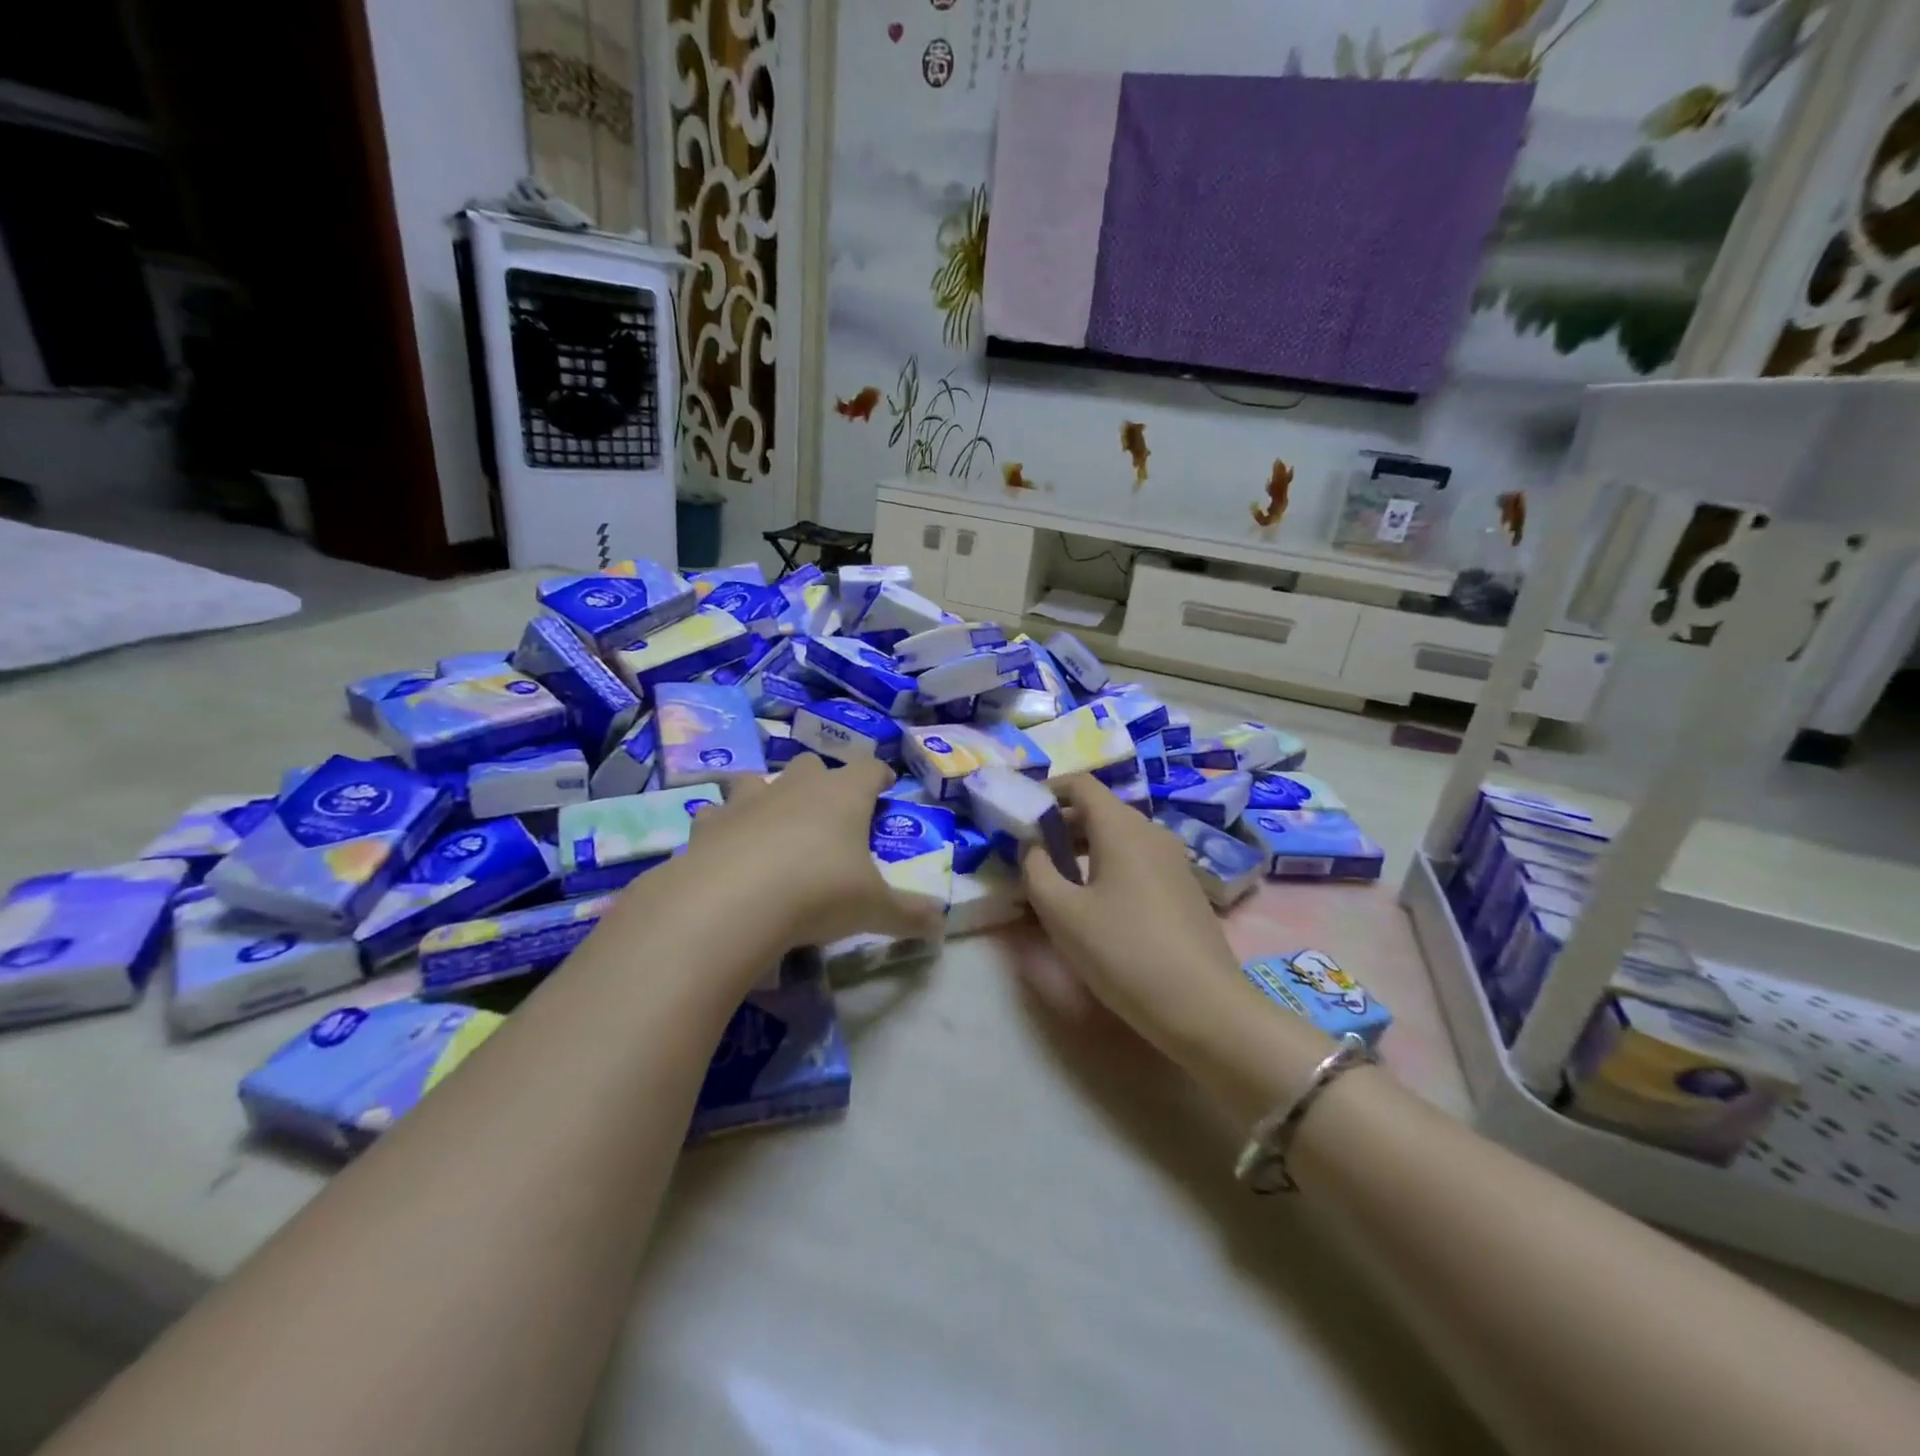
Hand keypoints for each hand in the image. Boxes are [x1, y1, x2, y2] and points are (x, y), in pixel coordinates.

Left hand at [681, 756, 940, 950]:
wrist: (731, 903)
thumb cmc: (817, 894)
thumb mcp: (874, 910)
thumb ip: (910, 914)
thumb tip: (942, 923)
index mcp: (843, 796)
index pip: (869, 767)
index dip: (879, 774)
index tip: (885, 784)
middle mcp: (796, 787)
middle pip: (812, 765)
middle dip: (822, 781)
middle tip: (828, 811)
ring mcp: (748, 800)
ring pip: (758, 778)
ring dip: (767, 794)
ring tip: (771, 822)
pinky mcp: (709, 824)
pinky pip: (716, 813)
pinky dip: (722, 825)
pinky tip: (725, 846)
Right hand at [1018, 777, 1285, 1069]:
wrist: (1204, 1006)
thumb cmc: (1124, 952)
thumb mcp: (1062, 913)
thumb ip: (1036, 870)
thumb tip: (1033, 847)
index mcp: (1122, 827)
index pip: (1081, 784)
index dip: (1047, 791)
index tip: (1020, 814)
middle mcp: (1152, 832)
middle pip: (1100, 810)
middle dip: (1061, 824)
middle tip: (1030, 852)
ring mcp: (1173, 860)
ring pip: (1119, 837)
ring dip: (1083, 848)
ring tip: (1056, 880)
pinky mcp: (1184, 888)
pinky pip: (1137, 860)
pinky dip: (1108, 866)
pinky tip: (1095, 904)